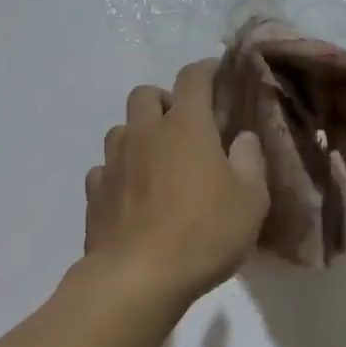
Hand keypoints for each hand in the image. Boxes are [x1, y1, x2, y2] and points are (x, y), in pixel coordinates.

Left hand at [85, 60, 269, 306]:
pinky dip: (118, 172)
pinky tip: (131, 193)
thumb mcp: (250, 200)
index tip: (216, 73)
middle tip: (184, 125)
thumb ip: (250, 161)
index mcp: (185, 126)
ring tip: (156, 160)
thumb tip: (242, 138)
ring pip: (121, 129)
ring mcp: (113, 162)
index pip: (192, 78)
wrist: (137, 277)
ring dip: (138, 134)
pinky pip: (104, 168)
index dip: (205, 70)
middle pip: (145, 94)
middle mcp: (144, 133)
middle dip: (164, 100)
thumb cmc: (203, 233)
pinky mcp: (95, 192)